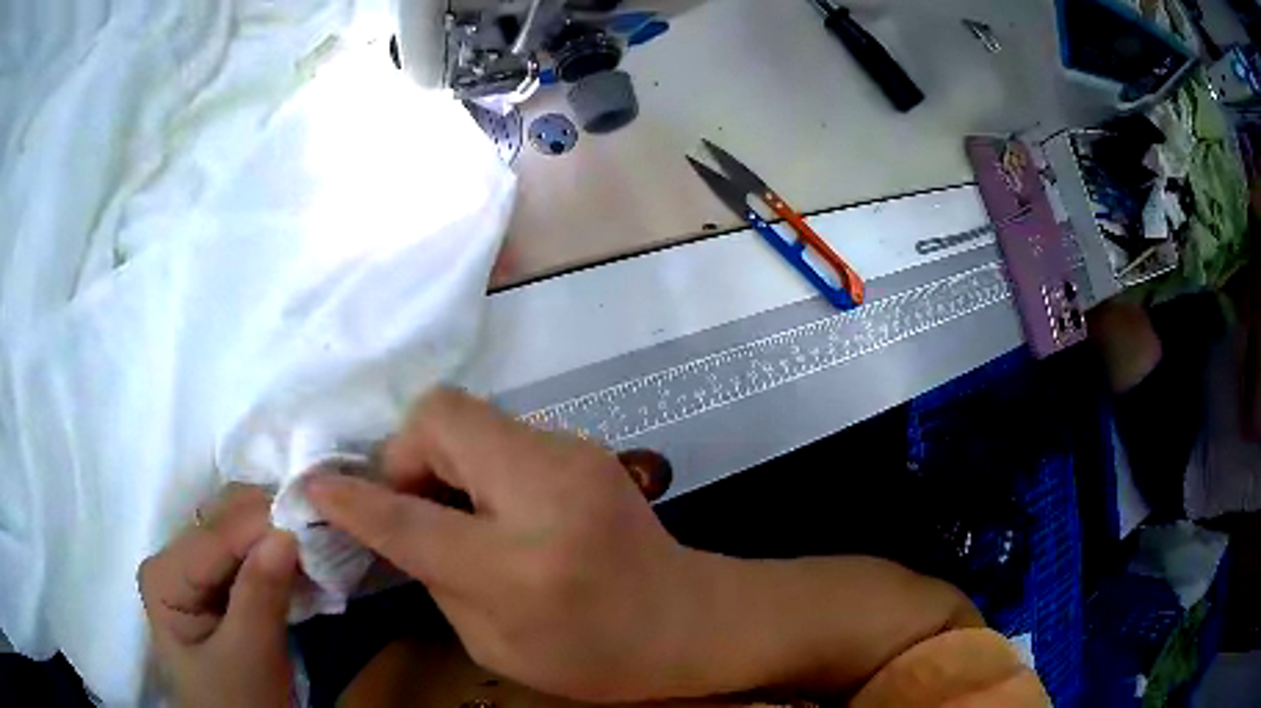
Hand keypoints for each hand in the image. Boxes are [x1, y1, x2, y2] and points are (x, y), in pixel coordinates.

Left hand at [138, 484, 298, 707]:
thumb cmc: (238, 703)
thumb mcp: (250, 659)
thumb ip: (260, 596)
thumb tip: (286, 534)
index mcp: (164, 575)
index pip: (215, 535)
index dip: (263, 525)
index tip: (316, 523)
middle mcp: (172, 558)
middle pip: (223, 521)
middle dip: (272, 525)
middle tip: (323, 533)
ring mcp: (192, 568)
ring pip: (238, 530)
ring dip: (277, 536)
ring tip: (317, 546)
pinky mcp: (214, 582)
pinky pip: (247, 552)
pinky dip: (277, 554)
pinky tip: (302, 563)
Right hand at [306, 389, 718, 702]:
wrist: (690, 620)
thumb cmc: (595, 656)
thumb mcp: (494, 644)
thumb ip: (434, 576)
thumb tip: (391, 524)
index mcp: (518, 566)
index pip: (409, 517)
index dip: (351, 498)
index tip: (314, 486)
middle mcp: (545, 492)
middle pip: (439, 417)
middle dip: (404, 453)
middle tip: (407, 502)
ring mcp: (573, 455)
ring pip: (468, 414)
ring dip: (439, 455)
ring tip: (449, 506)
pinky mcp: (584, 445)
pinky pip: (500, 432)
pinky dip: (474, 459)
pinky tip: (491, 503)